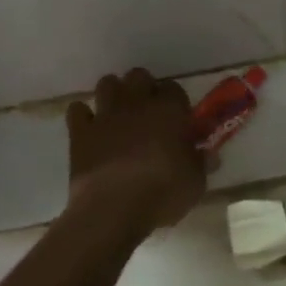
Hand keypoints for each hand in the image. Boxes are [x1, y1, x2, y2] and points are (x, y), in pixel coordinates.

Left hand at [64, 69, 206, 234]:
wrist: (113, 208)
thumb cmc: (163, 193)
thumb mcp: (195, 183)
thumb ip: (201, 163)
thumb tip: (208, 155)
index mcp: (169, 111)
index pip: (174, 89)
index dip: (176, 101)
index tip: (178, 118)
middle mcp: (136, 104)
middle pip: (139, 76)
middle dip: (144, 88)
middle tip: (148, 111)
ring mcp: (105, 115)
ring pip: (107, 83)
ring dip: (114, 94)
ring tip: (119, 114)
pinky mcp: (80, 132)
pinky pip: (78, 110)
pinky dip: (84, 116)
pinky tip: (91, 129)